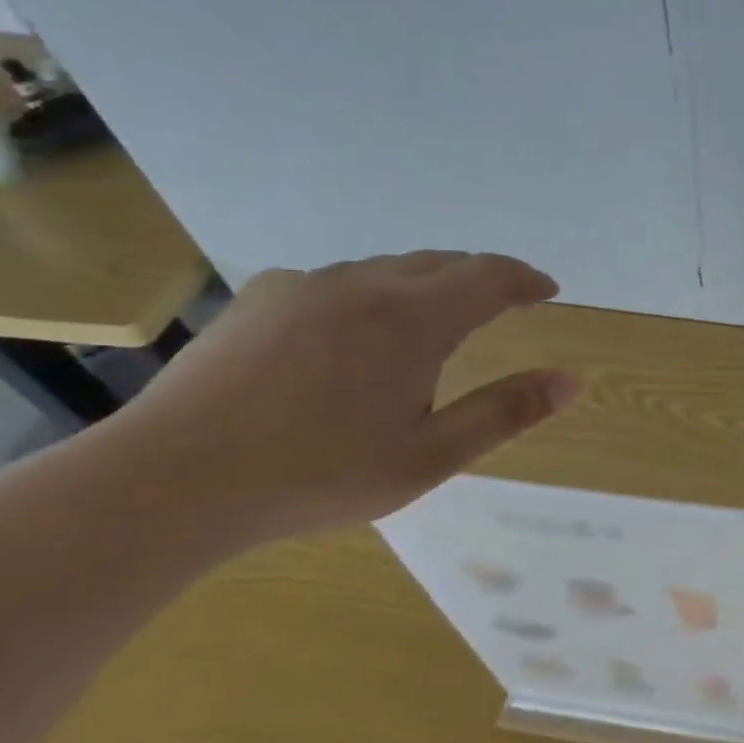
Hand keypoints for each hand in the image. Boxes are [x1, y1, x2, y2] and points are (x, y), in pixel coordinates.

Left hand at [101, 252, 576, 546]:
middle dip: (481, 277)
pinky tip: (355, 333)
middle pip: (440, 262)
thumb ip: (505, 412)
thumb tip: (572, 380)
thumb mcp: (430, 455)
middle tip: (504, 302)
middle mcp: (362, 284)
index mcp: (412, 319)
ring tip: (436, 319)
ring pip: (386, 268)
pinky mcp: (260, 299)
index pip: (488, 276)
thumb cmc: (318, 474)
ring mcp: (305, 286)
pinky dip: (371, 294)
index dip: (525, 279)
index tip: (547, 290)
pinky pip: (337, 282)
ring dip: (426, 284)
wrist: (172, 480)